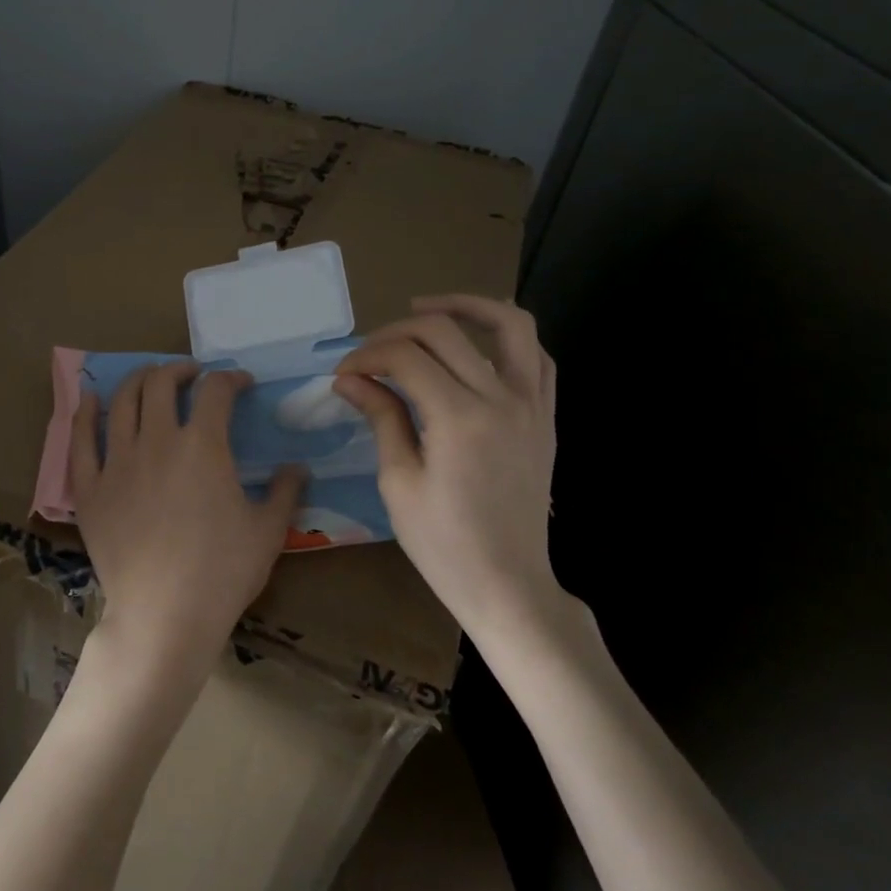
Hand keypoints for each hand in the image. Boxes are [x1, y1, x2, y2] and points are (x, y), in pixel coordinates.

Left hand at [73, 363, 304, 686]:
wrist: (164, 616)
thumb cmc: (222, 572)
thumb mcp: (268, 531)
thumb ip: (285, 491)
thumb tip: (298, 467)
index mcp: (203, 445)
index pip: (216, 391)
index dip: (231, 378)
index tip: (241, 384)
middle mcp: (157, 441)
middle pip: (161, 383)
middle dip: (180, 370)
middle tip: (192, 376)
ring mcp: (117, 462)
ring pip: (121, 401)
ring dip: (138, 380)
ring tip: (149, 379)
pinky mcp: (90, 488)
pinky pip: (80, 440)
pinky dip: (84, 413)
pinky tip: (88, 399)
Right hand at [335, 294, 560, 631]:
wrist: (509, 585)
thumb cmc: (444, 544)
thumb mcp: (398, 482)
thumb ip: (381, 417)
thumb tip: (349, 378)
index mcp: (459, 418)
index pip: (405, 357)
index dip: (367, 356)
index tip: (343, 375)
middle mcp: (502, 399)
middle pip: (445, 330)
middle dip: (396, 331)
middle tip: (370, 353)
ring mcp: (532, 405)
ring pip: (510, 324)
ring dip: (466, 305)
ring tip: (426, 309)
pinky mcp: (546, 417)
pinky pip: (537, 357)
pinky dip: (507, 338)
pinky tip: (475, 346)